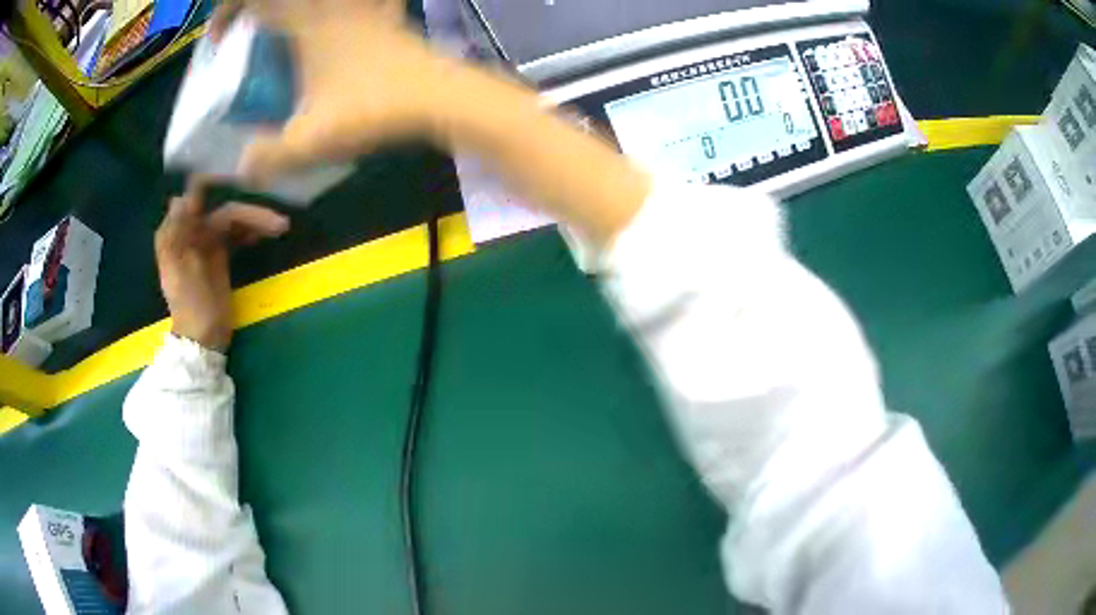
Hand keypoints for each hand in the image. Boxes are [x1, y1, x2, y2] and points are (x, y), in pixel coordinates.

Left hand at [155, 178, 289, 350]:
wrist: (202, 339)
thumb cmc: (190, 304)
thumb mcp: (181, 268)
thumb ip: (180, 232)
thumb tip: (183, 196)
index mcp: (176, 230)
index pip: (196, 194)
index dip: (217, 183)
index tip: (243, 179)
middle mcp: (190, 229)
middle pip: (222, 209)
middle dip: (249, 212)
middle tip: (278, 223)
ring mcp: (205, 241)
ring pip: (232, 220)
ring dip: (254, 221)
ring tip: (280, 228)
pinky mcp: (218, 253)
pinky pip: (235, 233)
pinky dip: (249, 231)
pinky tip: (265, 235)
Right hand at [210, 0, 448, 181]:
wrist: (441, 96)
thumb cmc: (373, 109)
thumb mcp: (310, 141)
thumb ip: (268, 158)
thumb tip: (241, 168)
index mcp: (306, 20)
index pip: (254, 0)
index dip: (226, 12)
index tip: (216, 40)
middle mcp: (333, 5)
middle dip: (257, 10)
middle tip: (250, 33)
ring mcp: (363, 7)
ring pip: (321, 2)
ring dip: (296, 12)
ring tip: (283, 39)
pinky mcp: (386, 16)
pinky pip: (359, 7)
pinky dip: (337, 14)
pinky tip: (340, 27)